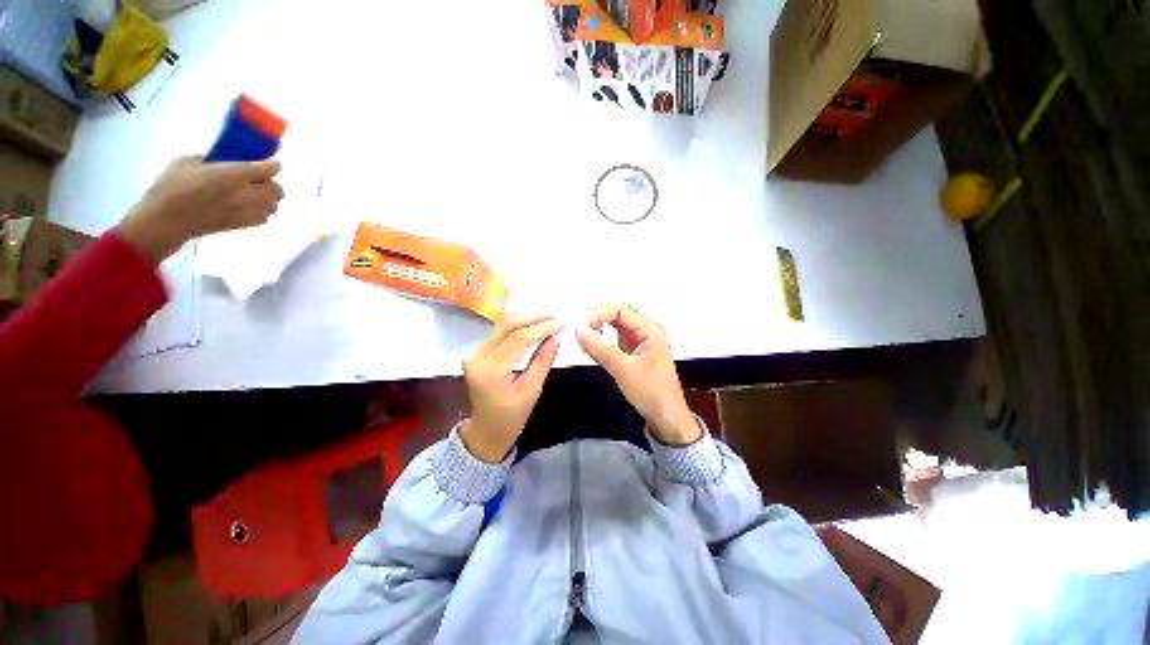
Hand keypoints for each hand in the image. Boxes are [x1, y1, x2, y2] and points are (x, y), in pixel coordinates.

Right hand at [117, 156, 284, 261]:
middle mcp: (246, 194)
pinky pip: (265, 216)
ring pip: (274, 204)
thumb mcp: (188, 162)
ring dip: (268, 197)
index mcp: (234, 175)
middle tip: (256, 178)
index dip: (273, 165)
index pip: (268, 170)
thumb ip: (213, 159)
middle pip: (277, 189)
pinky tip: (247, 205)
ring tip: (251, 192)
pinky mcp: (244, 225)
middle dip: (270, 182)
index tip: (271, 162)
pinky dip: (262, 210)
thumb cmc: (171, 188)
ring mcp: (247, 211)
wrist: (166, 220)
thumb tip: (225, 159)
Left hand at [461, 315, 562, 462]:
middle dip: (533, 318)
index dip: (541, 328)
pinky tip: (531, 323)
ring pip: (501, 328)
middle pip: (507, 328)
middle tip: (555, 314)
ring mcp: (474, 354)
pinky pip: (498, 334)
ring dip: (525, 319)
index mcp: (490, 370)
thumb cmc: (511, 417)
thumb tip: (556, 337)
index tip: (561, 323)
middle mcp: (477, 357)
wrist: (486, 432)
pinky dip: (516, 327)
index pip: (518, 339)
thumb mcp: (531, 390)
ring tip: (547, 316)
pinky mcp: (477, 354)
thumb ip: (543, 361)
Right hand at [575, 304, 700, 445]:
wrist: (666, 418)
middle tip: (578, 333)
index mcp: (649, 329)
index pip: (620, 309)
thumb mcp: (624, 370)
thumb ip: (600, 348)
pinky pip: (612, 340)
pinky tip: (589, 347)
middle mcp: (644, 329)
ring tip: (581, 340)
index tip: (581, 328)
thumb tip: (577, 329)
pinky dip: (600, 342)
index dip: (598, 314)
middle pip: (616, 315)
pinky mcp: (632, 351)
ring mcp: (638, 340)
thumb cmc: (651, 392)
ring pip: (613, 326)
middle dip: (596, 320)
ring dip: (597, 330)